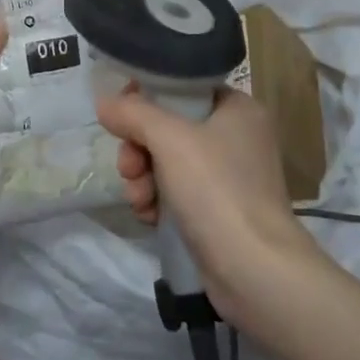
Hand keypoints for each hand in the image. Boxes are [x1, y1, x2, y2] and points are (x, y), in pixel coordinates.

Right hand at [98, 88, 322, 324]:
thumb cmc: (217, 190)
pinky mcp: (219, 212)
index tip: (122, 115)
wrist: (255, 271)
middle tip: (129, 167)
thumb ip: (133, 113)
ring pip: (167, 162)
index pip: (183, 87)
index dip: (147, 97)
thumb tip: (105, 102)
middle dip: (139, 148)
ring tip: (138, 199)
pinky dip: (157, 201)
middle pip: (169, 127)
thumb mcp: (169, 139)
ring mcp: (229, 177)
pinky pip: (176, 193)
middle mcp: (237, 137)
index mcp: (238, 108)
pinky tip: (148, 216)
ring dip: (143, 177)